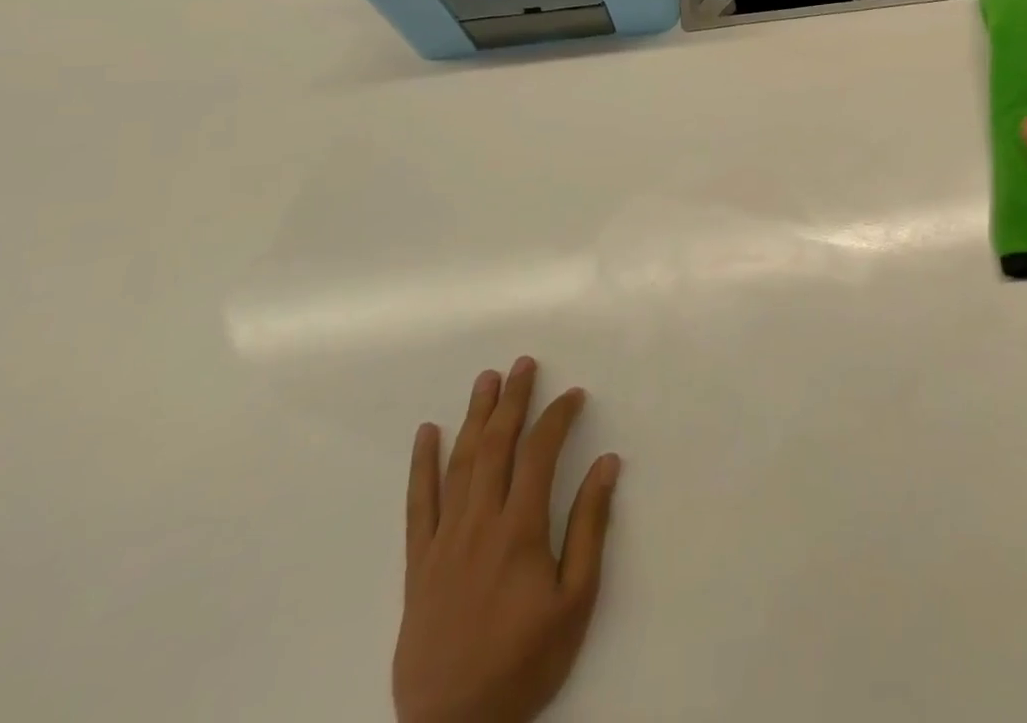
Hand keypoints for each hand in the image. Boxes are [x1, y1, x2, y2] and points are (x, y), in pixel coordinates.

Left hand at [393, 359, 620, 722]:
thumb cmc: (524, 664)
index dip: (557, 417)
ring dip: (475, 416)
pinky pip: (418, 504)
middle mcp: (478, 523)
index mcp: (519, 530)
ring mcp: (443, 541)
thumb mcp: (575, 600)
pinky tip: (427, 434)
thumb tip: (607, 463)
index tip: (573, 395)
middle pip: (496, 445)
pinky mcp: (418, 564)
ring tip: (486, 380)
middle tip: (523, 363)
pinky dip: (422, 465)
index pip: (539, 452)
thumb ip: (590, 527)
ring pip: (459, 463)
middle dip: (512, 399)